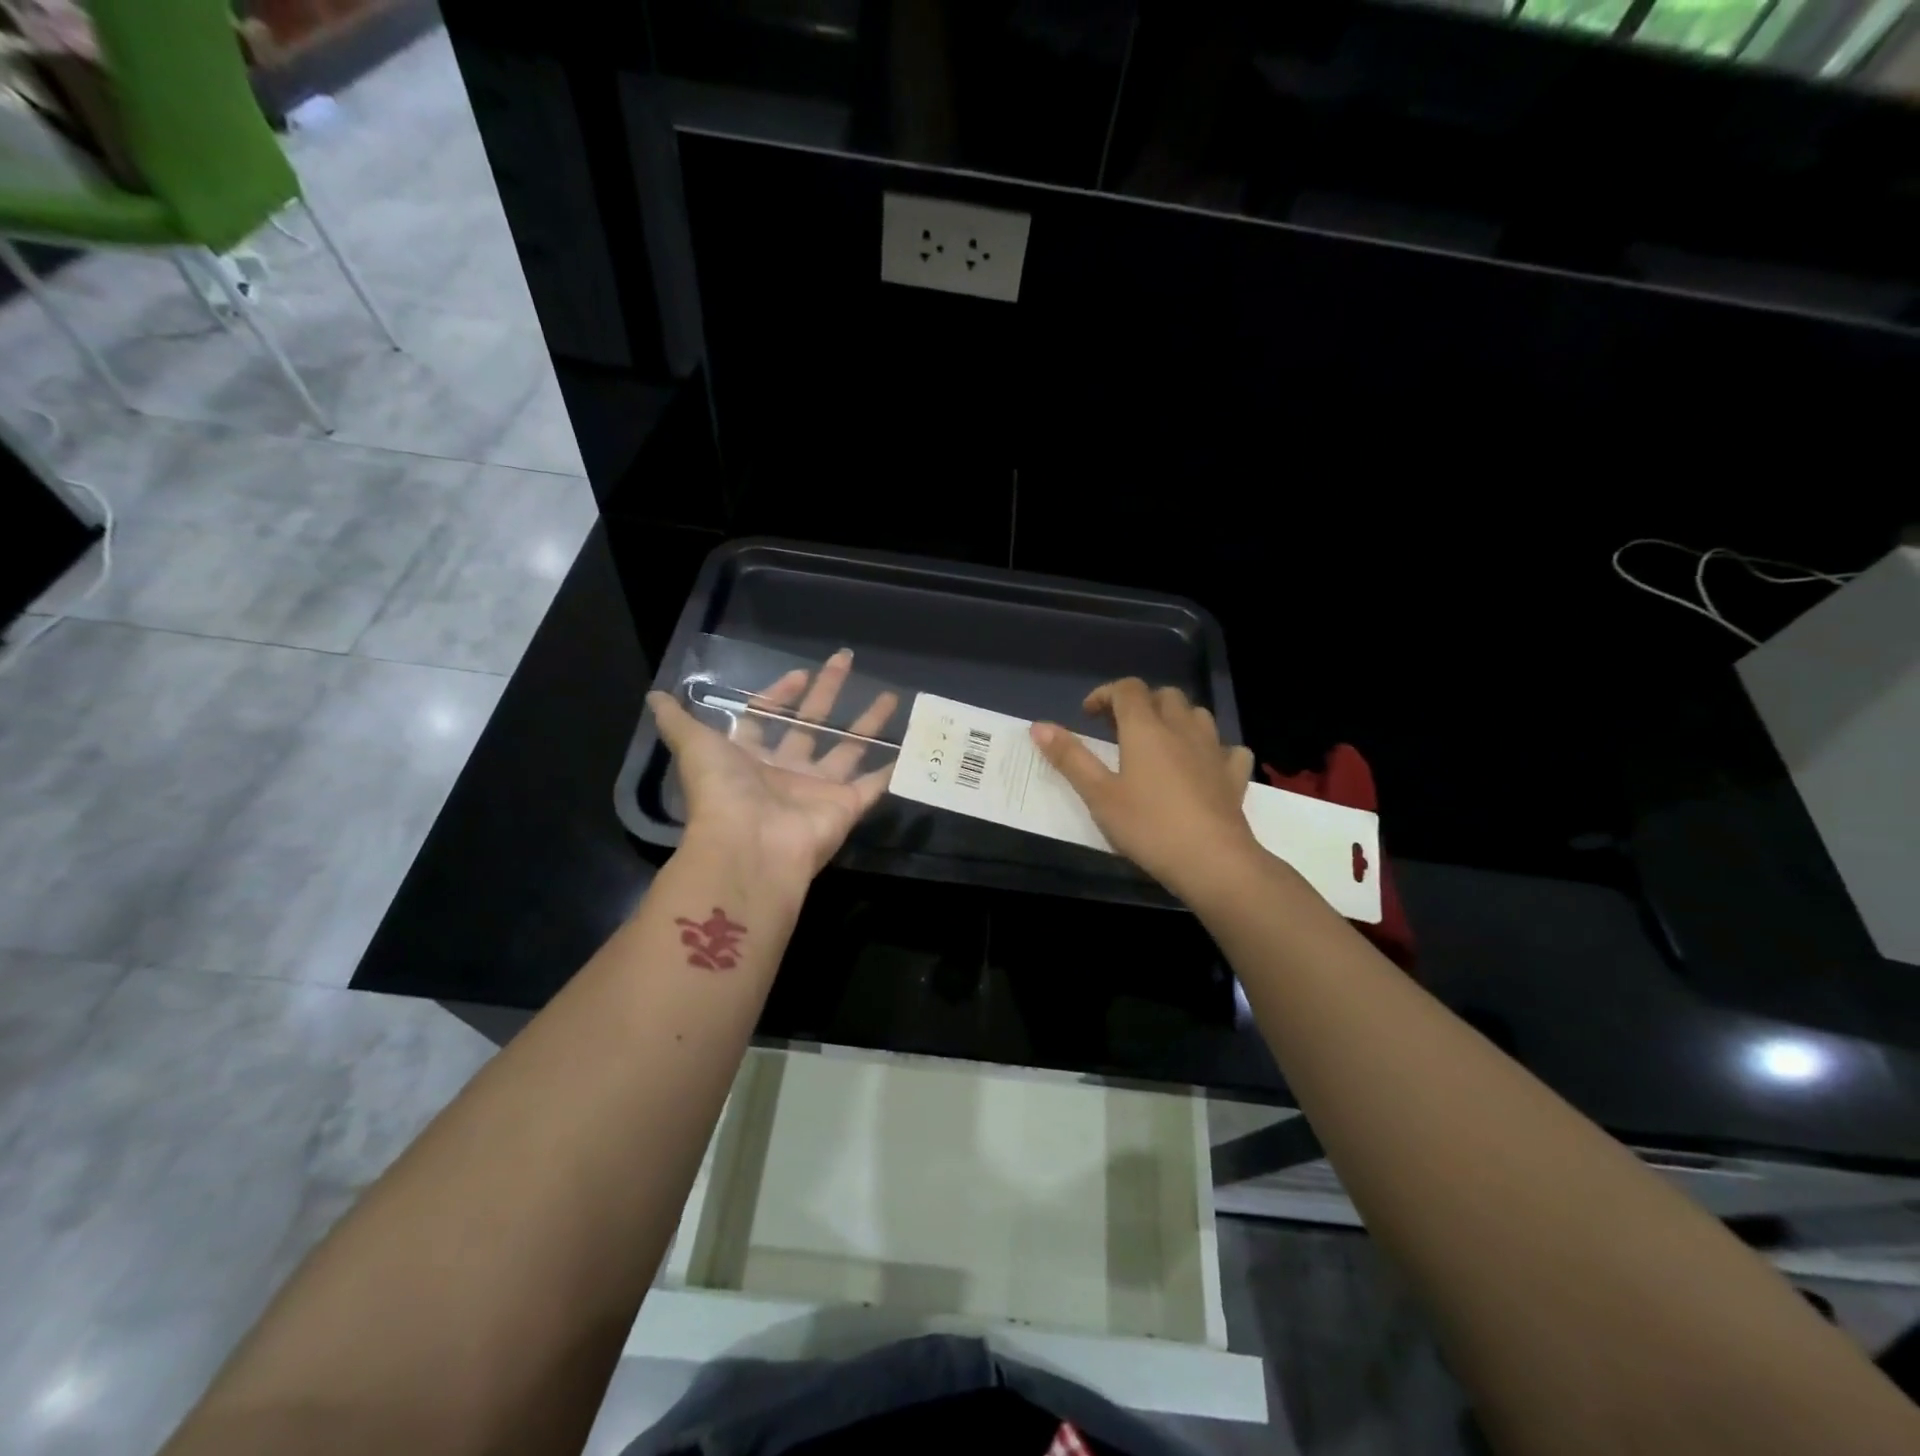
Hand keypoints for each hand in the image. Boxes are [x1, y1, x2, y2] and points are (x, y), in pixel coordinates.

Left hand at [648, 649, 899, 884]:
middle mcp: (786, 771)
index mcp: (752, 757)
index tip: (800, 673)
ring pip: (849, 749)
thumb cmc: (723, 791)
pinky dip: (892, 771)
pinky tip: (911, 748)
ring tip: (891, 696)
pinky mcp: (845, 807)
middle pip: (812, 724)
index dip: (781, 693)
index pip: (767, 717)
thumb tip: (654, 696)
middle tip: (846, 659)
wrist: (750, 846)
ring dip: (869, 723)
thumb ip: (678, 722)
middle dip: (828, 691)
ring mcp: (818, 790)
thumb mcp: (695, 746)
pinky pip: (873, 786)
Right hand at [1030, 678, 1259, 898]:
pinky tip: (1205, 765)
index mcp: (1146, 728)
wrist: (1211, 860)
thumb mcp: (1098, 794)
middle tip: (1120, 729)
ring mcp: (1214, 751)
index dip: (1105, 694)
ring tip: (1160, 742)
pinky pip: (1229, 749)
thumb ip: (1069, 757)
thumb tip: (1038, 725)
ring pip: (1198, 715)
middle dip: (1141, 703)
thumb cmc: (1147, 825)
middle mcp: (1182, 729)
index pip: (1127, 689)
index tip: (1088, 715)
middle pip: (1165, 696)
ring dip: (1177, 718)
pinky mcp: (1234, 776)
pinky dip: (1214, 750)